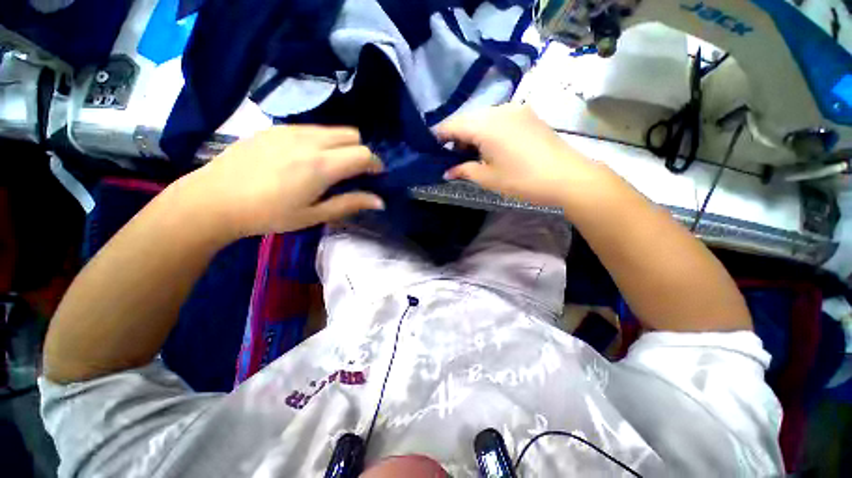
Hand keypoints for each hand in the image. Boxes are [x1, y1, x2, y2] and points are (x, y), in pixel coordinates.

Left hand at [186, 125, 383, 237]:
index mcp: (321, 166)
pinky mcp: (276, 128)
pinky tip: (306, 158)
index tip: (375, 176)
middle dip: (361, 151)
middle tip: (354, 172)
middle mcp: (310, 141)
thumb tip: (380, 202)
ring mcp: (291, 130)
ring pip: (333, 129)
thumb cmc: (268, 214)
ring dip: (342, 145)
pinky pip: (312, 128)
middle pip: (352, 135)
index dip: (375, 164)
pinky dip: (322, 140)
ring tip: (331, 166)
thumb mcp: (314, 215)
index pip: (364, 154)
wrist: (214, 199)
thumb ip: (350, 204)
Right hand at [436, 104, 602, 207]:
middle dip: (456, 136)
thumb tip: (447, 172)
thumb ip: (463, 171)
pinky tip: (491, 146)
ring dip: (472, 133)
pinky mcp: (528, 114)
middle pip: (467, 118)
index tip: (431, 147)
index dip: (438, 135)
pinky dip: (488, 130)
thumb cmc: (522, 180)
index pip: (452, 124)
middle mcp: (499, 109)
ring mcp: (516, 109)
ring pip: (483, 117)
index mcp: (485, 125)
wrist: (567, 176)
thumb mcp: (488, 178)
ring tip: (471, 154)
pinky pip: (499, 118)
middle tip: (452, 156)